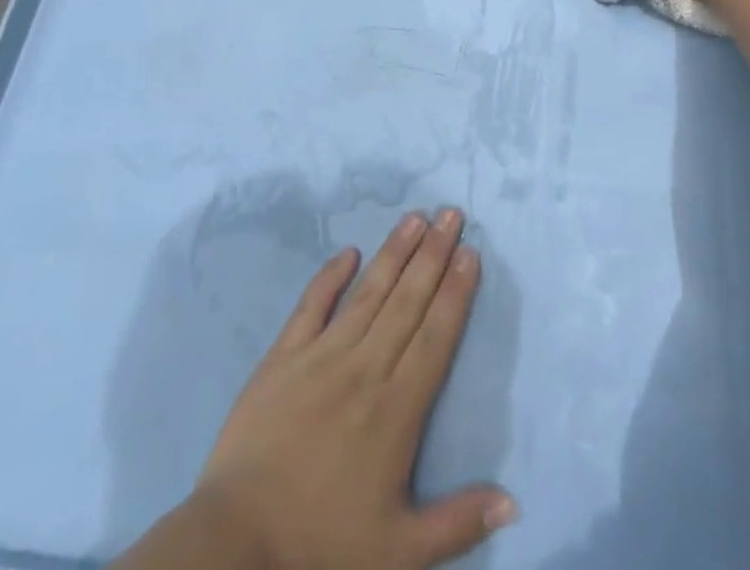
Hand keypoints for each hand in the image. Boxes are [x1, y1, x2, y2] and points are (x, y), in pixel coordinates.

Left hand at [129, 209, 514, 569]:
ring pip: (369, 293)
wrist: (236, 543)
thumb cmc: (321, 545)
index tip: (471, 252)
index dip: (456, 292)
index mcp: (397, 409)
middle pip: (408, 300)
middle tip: (452, 213)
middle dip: (434, 254)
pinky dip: (330, 276)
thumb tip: (514, 500)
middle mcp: (366, 368)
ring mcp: (322, 356)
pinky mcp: (283, 357)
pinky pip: (312, 305)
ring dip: (395, 252)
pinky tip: (349, 252)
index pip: (436, 336)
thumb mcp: (399, 552)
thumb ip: (457, 524)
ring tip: (416, 217)